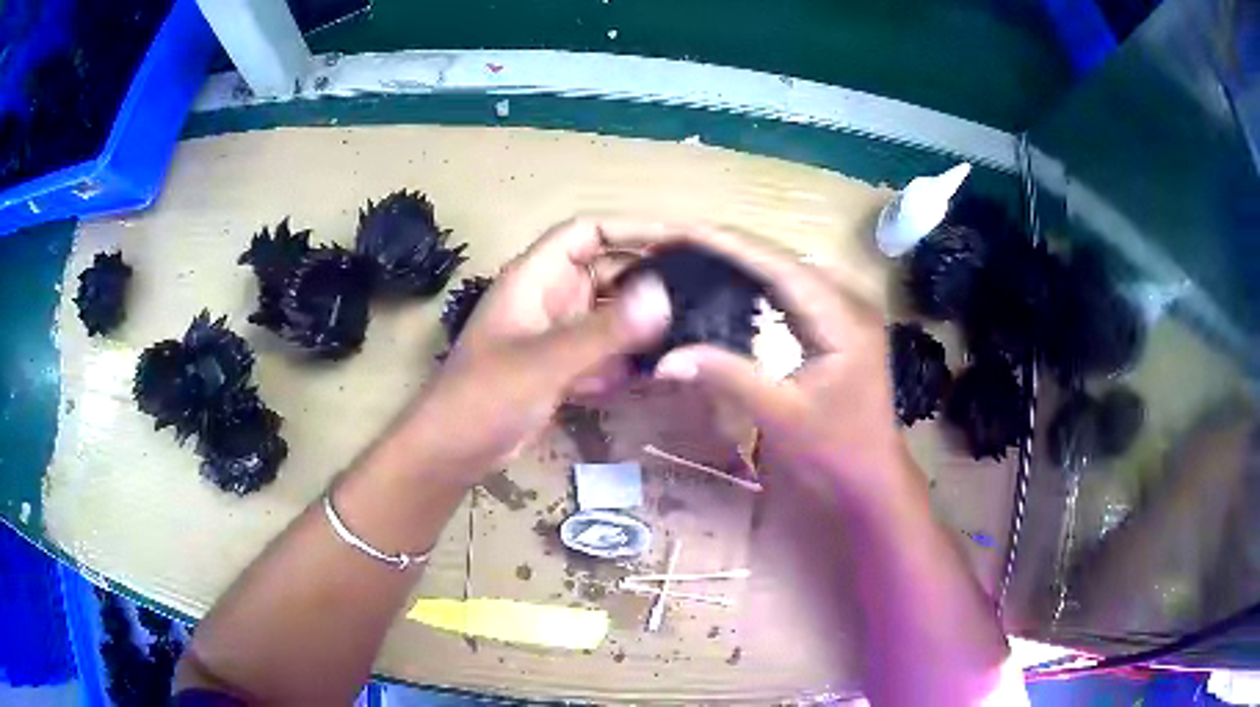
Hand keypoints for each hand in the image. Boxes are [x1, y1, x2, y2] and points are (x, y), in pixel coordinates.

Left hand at [398, 218, 671, 484]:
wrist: (452, 452)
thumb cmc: (484, 397)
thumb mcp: (544, 361)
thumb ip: (603, 331)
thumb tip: (665, 295)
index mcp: (536, 277)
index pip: (589, 231)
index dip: (633, 228)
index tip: (682, 239)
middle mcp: (549, 297)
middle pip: (607, 269)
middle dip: (649, 275)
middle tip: (703, 286)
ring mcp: (556, 333)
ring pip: (609, 312)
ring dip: (642, 319)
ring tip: (693, 324)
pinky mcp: (561, 366)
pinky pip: (605, 348)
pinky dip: (628, 355)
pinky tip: (658, 368)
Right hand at [604, 223, 908, 499]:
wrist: (872, 480)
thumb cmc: (836, 452)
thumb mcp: (781, 416)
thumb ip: (728, 378)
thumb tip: (666, 359)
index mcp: (842, 317)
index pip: (779, 265)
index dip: (728, 244)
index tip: (679, 231)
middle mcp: (847, 302)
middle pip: (781, 260)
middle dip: (727, 246)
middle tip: (674, 243)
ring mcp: (844, 313)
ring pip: (785, 272)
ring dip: (740, 261)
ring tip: (690, 253)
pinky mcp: (836, 327)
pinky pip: (790, 293)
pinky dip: (755, 285)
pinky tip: (725, 284)